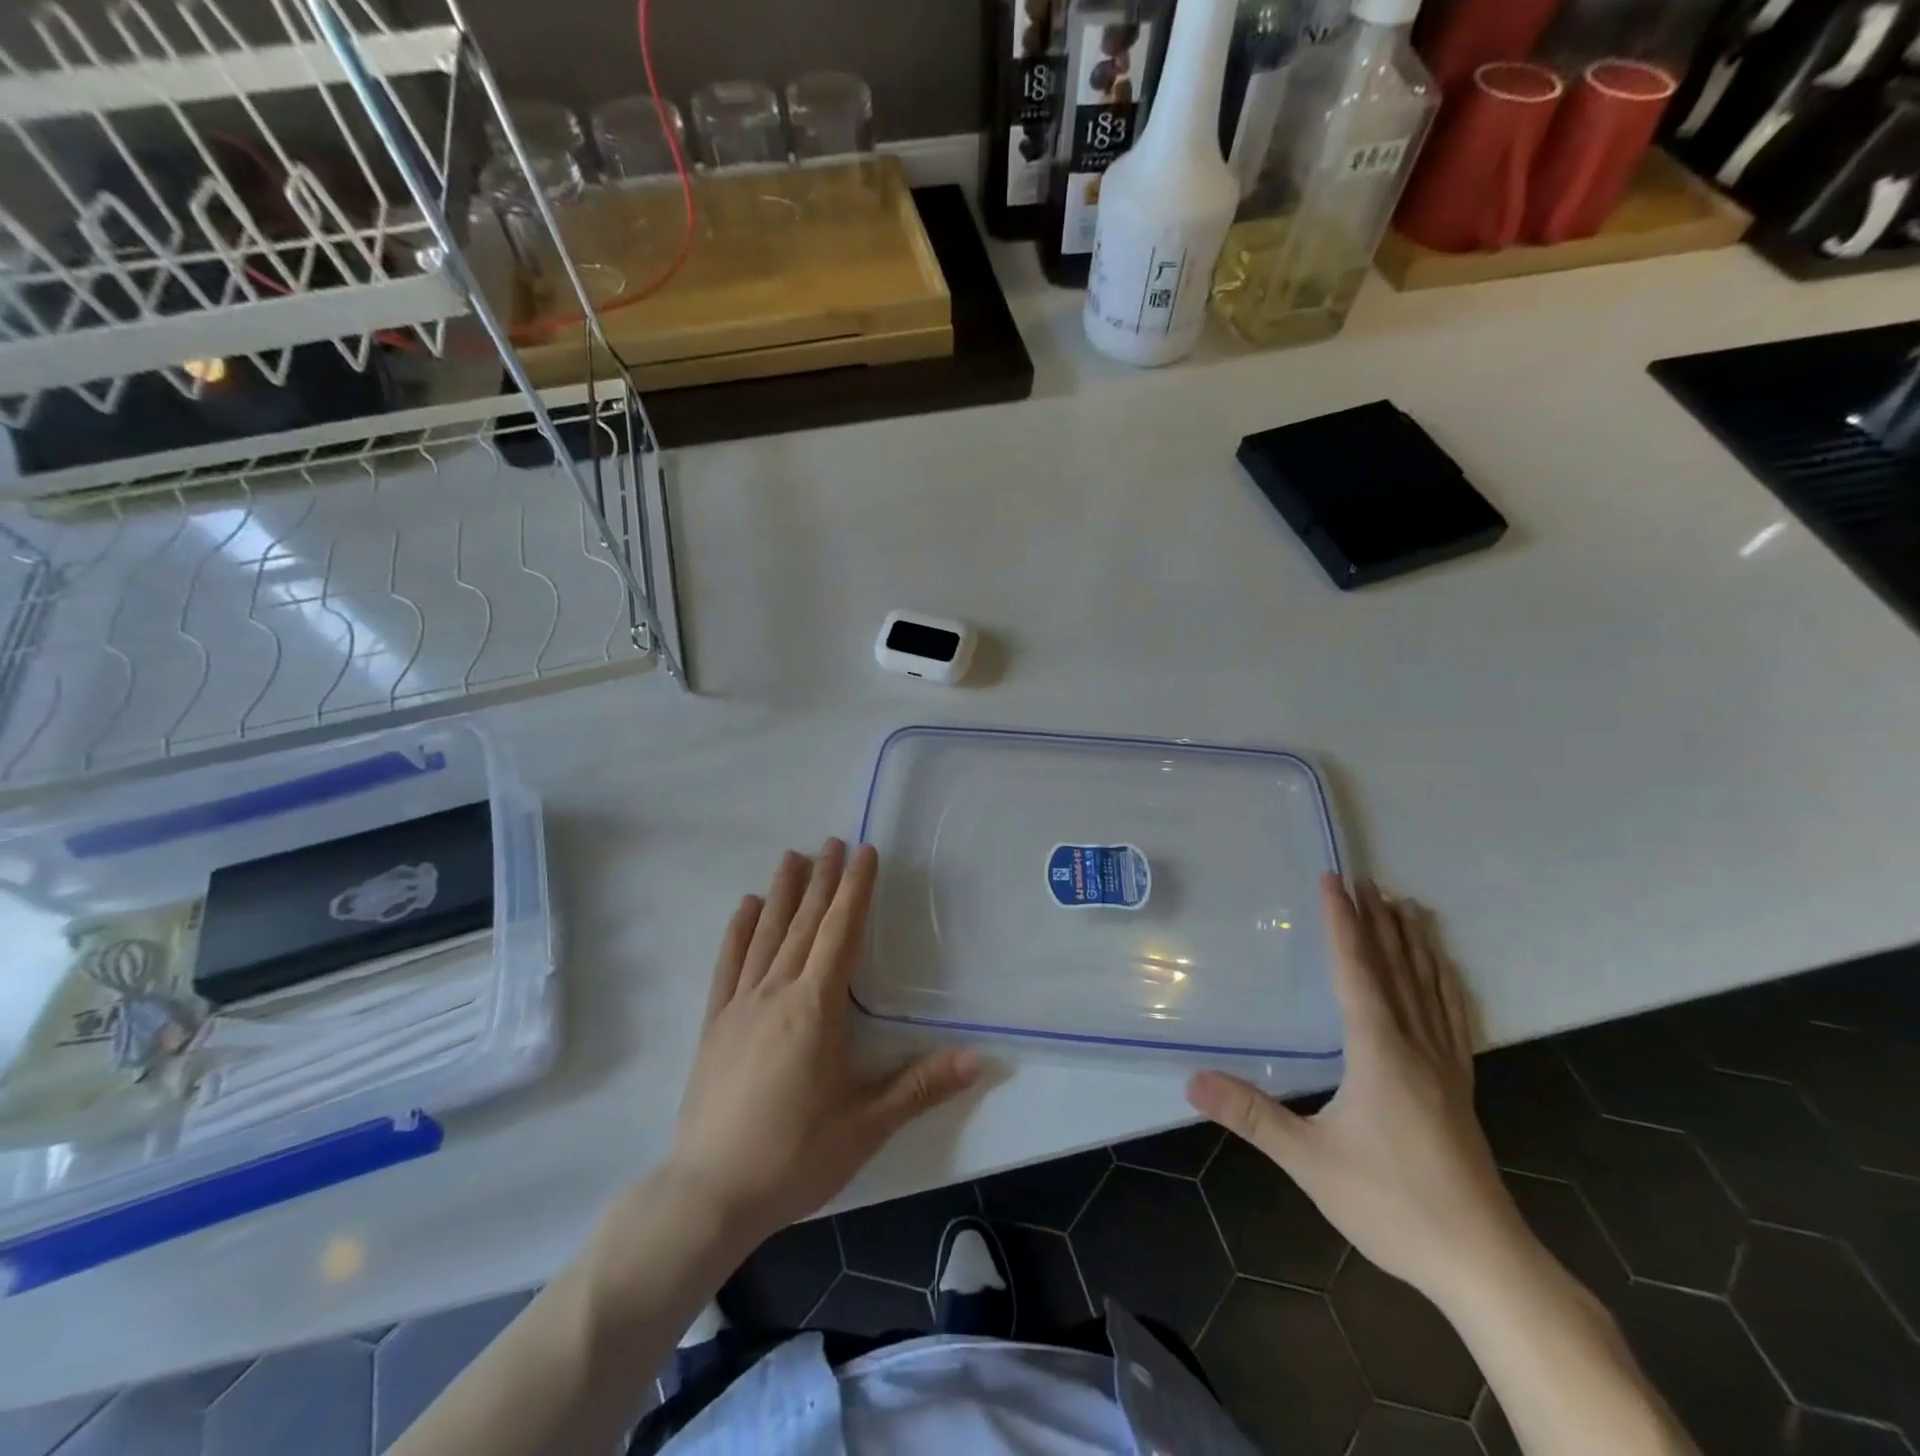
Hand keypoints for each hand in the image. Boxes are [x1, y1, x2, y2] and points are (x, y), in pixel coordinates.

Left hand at [665, 839, 983, 1248]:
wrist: (708, 1194)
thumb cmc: (794, 1156)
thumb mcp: (867, 1125)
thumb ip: (922, 1086)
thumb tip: (981, 1059)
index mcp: (816, 1007)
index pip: (841, 932)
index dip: (856, 890)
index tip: (864, 852)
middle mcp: (776, 992)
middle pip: (804, 923)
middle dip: (823, 880)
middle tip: (833, 841)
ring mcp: (739, 1005)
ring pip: (765, 934)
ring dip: (782, 892)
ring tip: (793, 857)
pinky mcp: (713, 1023)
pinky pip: (727, 963)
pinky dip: (738, 930)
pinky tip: (745, 907)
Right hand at [1187, 875, 1526, 1306]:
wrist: (1484, 1262)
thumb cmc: (1392, 1203)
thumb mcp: (1310, 1160)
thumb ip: (1252, 1116)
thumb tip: (1191, 1081)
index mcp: (1379, 1051)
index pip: (1356, 971)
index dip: (1342, 923)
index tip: (1334, 881)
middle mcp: (1415, 1046)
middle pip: (1395, 968)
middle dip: (1378, 921)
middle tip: (1367, 879)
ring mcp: (1445, 1066)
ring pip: (1429, 987)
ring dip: (1414, 943)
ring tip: (1407, 906)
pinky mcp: (1460, 1088)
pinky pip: (1454, 1018)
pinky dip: (1447, 983)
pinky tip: (1446, 973)